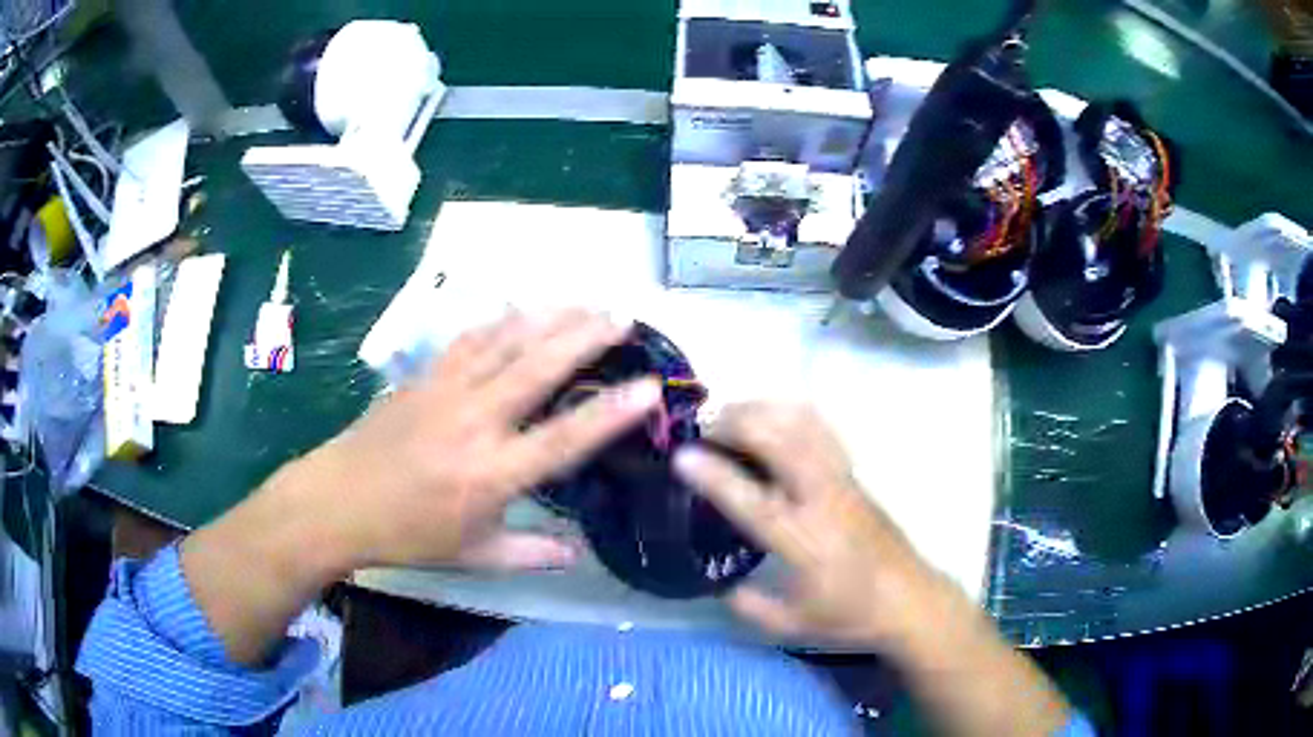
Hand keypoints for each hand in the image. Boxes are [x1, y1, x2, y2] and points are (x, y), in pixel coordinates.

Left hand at [297, 309, 662, 571]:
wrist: (338, 502)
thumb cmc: (407, 535)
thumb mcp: (473, 556)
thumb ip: (530, 552)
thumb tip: (577, 553)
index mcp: (490, 475)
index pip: (563, 439)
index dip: (611, 413)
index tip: (650, 386)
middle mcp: (474, 422)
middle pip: (538, 368)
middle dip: (585, 337)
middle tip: (622, 316)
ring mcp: (446, 391)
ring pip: (505, 342)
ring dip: (548, 318)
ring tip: (583, 302)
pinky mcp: (424, 377)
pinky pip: (470, 340)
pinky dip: (501, 321)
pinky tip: (520, 310)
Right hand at [674, 403, 951, 648]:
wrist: (910, 599)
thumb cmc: (851, 616)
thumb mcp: (792, 625)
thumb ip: (749, 606)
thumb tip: (719, 584)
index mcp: (801, 541)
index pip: (749, 499)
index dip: (712, 474)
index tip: (681, 456)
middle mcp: (822, 499)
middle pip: (778, 440)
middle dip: (736, 422)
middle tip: (703, 428)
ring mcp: (842, 480)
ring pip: (802, 425)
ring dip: (762, 411)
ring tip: (731, 413)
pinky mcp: (854, 475)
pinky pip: (822, 429)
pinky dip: (792, 412)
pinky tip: (773, 416)